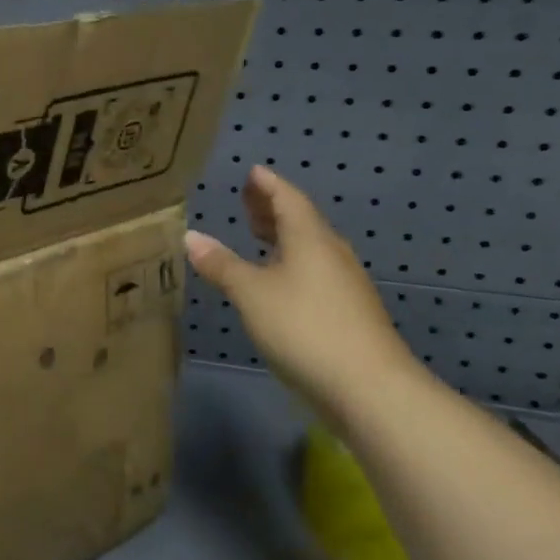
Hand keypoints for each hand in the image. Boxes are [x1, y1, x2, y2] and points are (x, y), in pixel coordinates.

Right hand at [184, 166, 423, 423]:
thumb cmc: (304, 327)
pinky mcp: (348, 312)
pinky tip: (278, 280)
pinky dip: (291, 263)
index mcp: (310, 238)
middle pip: (301, 220)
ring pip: (309, 248)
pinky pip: (315, 272)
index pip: (288, 199)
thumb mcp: (251, 294)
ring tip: (258, 234)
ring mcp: (344, 284)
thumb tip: (191, 236)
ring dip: (282, 236)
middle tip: (247, 199)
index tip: (252, 172)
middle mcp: (331, 253)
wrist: (369, 387)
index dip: (268, 185)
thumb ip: (221, 264)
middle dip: (272, 208)